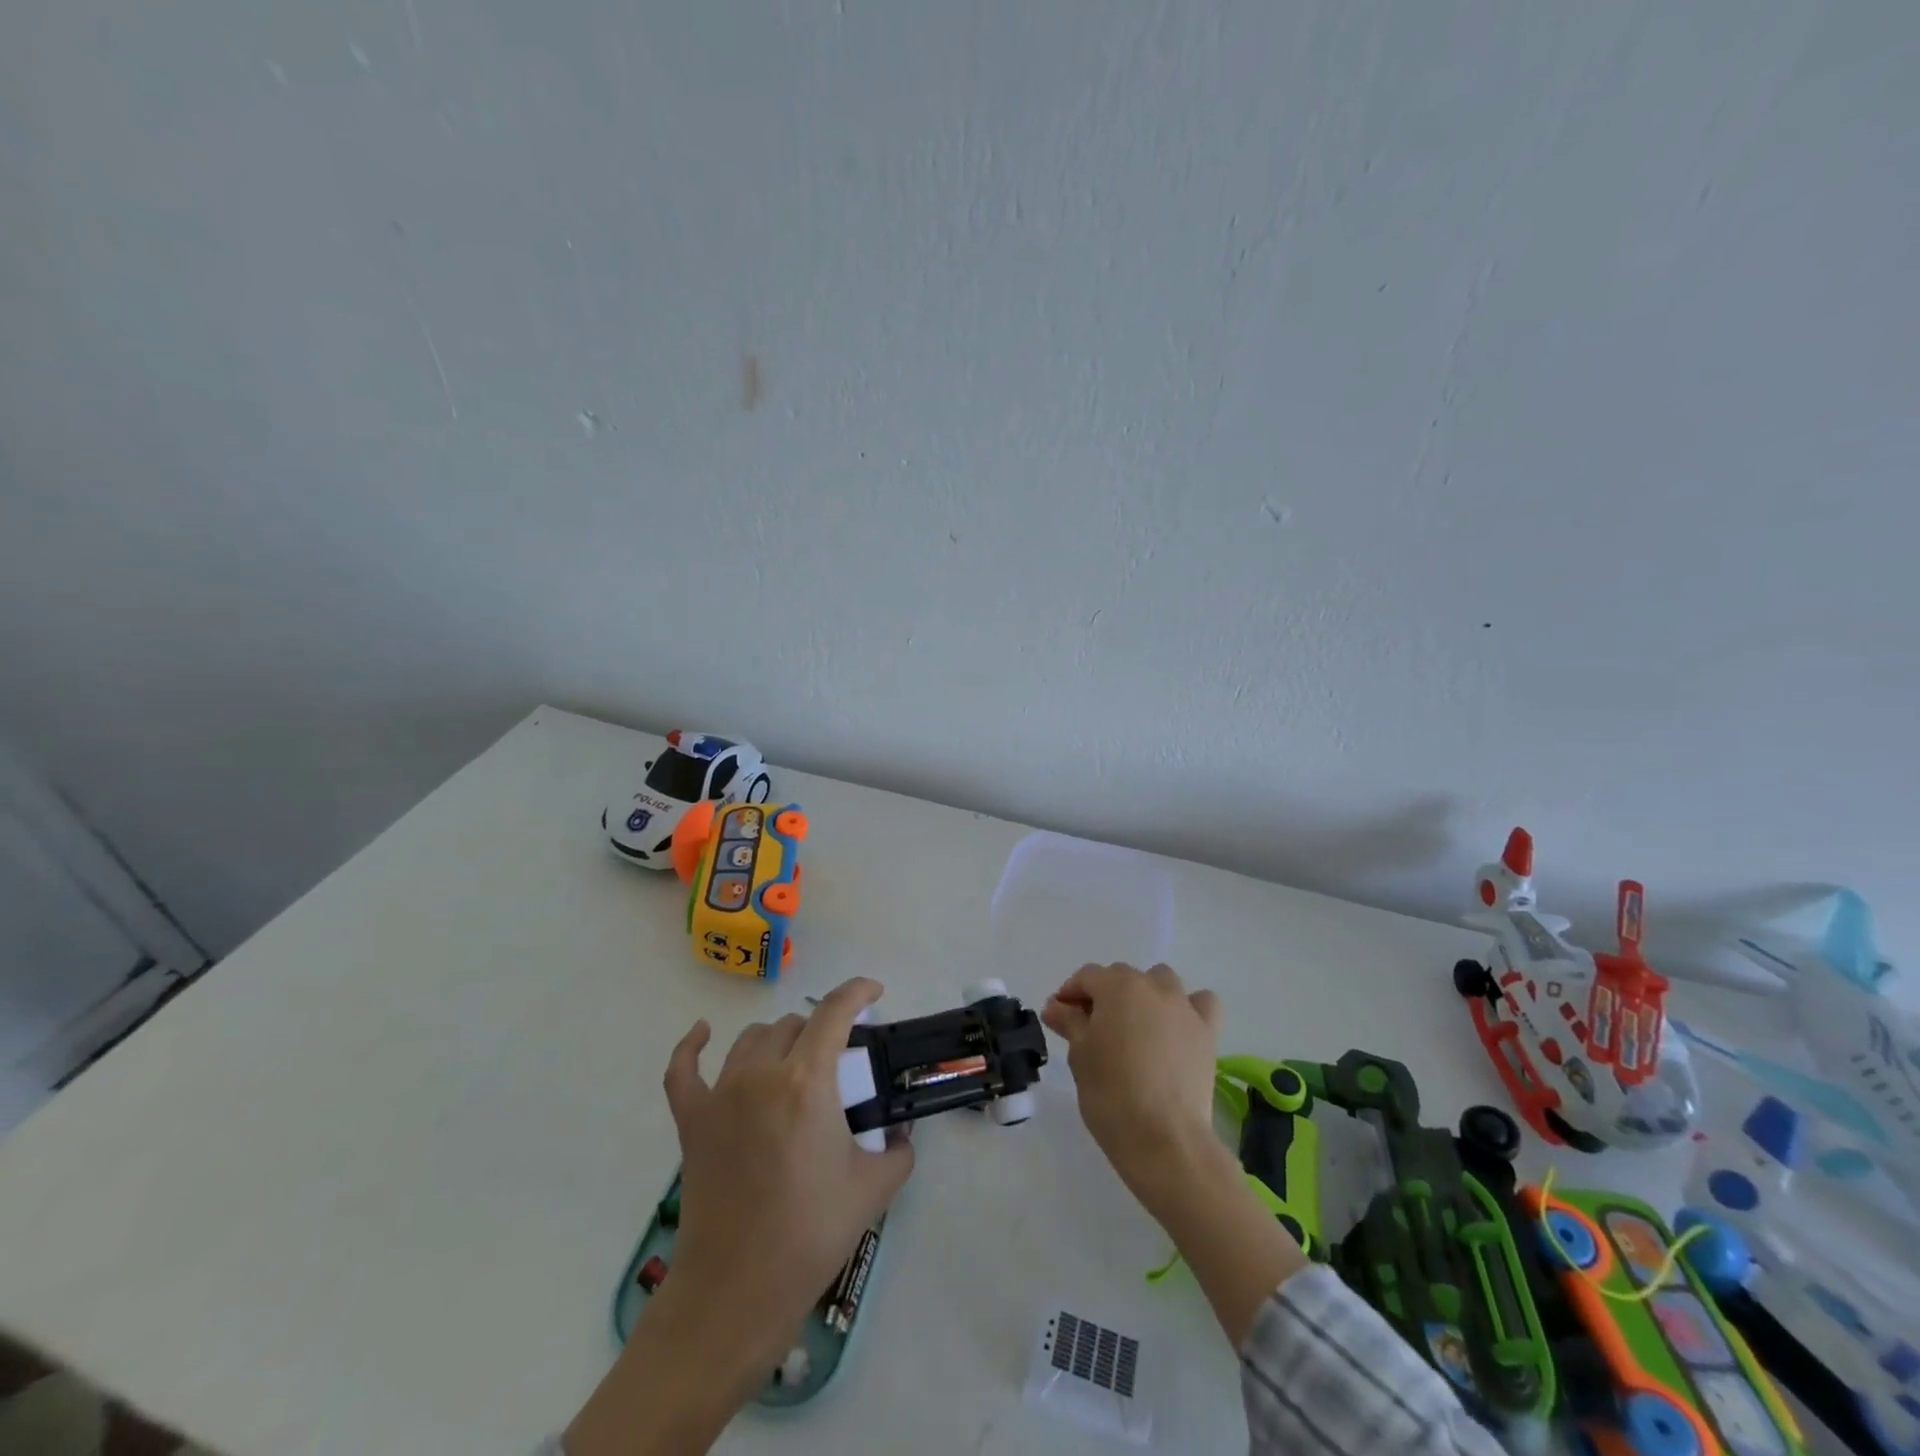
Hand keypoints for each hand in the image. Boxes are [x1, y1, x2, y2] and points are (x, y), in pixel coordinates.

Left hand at [566, 978, 913, 1455]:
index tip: (874, 992)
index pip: (835, 1013)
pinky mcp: (692, 1121)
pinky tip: (702, 1033)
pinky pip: (684, 1070)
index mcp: (807, 1081)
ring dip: (780, 1040)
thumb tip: (901, 1134)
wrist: (738, 1291)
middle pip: (795, 1025)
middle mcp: (762, 1074)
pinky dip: (692, 1047)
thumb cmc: (811, 1234)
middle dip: (822, 1031)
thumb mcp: (875, 1188)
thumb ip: (899, 1150)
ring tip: (795, 1062)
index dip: (858, 992)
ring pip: (753, 1040)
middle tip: (840, 1061)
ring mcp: (721, 1095)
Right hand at [1041, 962, 1221, 1209]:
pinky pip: (1200, 1004)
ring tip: (1134, 1027)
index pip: (1087, 977)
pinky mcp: (1207, 1033)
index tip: (1059, 1017)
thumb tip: (1055, 1006)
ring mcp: (1184, 1007)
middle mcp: (1153, 986)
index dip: (1069, 994)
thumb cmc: (1111, 1093)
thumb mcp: (1079, 1055)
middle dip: (1104, 995)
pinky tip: (1176, 1027)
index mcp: (1117, 986)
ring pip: (1161, 982)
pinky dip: (1188, 1007)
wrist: (1164, 1138)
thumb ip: (1069, 1022)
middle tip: (1090, 1028)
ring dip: (1144, 995)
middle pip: (1122, 977)